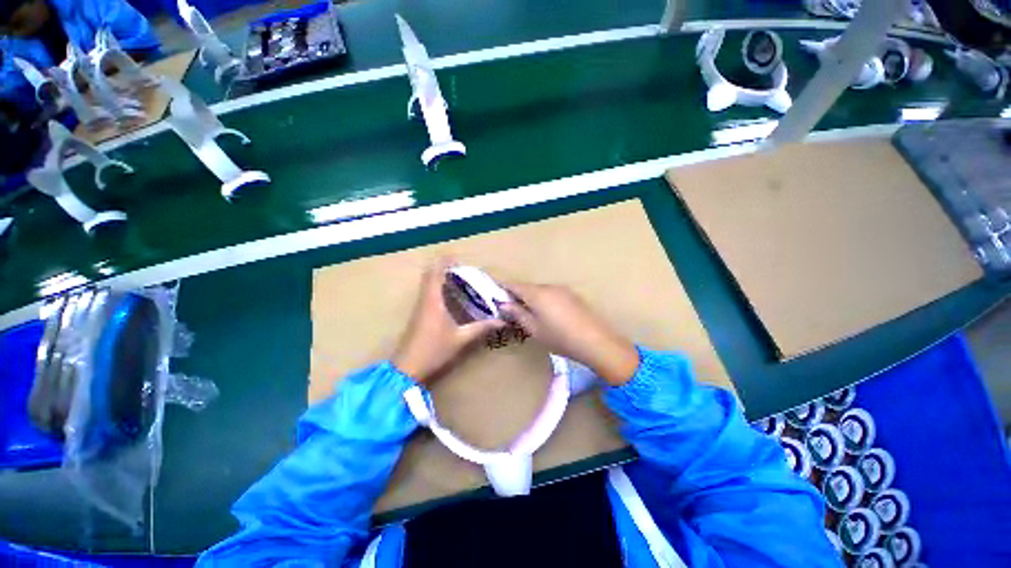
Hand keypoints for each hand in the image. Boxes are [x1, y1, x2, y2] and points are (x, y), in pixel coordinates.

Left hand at [393, 259, 504, 383]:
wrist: (407, 369)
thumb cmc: (434, 351)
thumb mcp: (461, 339)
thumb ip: (481, 328)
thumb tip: (502, 320)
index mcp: (433, 300)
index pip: (435, 272)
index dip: (445, 262)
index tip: (459, 258)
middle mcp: (424, 300)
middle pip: (430, 274)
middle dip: (444, 267)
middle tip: (463, 269)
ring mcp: (420, 307)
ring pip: (428, 283)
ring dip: (441, 277)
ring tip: (460, 279)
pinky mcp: (419, 315)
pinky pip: (428, 293)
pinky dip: (438, 287)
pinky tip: (451, 296)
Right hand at [499, 282, 638, 385]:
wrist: (596, 342)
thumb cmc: (559, 337)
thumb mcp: (534, 329)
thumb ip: (518, 314)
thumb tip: (504, 305)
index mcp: (536, 293)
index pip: (514, 285)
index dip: (503, 287)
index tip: (493, 291)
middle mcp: (549, 287)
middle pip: (528, 287)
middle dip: (517, 294)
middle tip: (509, 307)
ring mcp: (563, 290)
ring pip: (540, 290)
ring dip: (531, 297)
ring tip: (527, 312)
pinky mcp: (572, 296)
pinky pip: (552, 294)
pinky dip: (544, 300)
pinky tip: (547, 313)